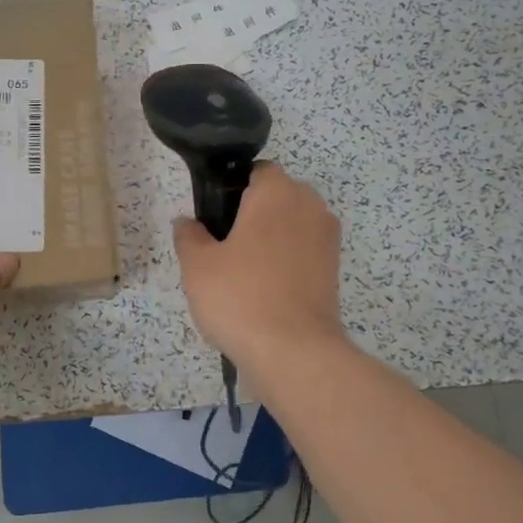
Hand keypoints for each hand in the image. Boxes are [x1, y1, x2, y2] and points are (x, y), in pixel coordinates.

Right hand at [174, 162, 344, 373]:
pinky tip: (264, 290)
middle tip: (223, 248)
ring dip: (270, 239)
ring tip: (242, 274)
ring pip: (291, 226)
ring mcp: (327, 239)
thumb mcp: (197, 265)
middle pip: (277, 197)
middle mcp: (309, 205)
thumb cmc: (240, 296)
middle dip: (252, 214)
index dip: (232, 190)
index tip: (214, 219)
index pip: (256, 171)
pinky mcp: (334, 270)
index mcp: (277, 192)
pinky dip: (286, 263)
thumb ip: (189, 236)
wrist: (294, 351)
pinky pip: (303, 252)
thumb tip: (188, 223)